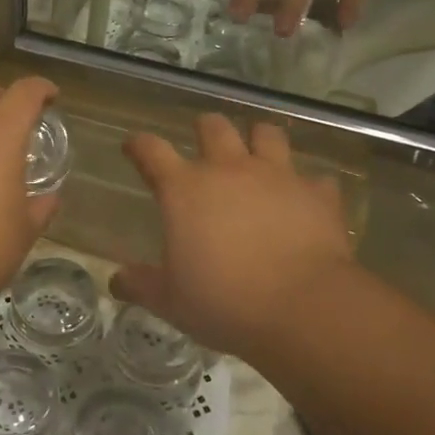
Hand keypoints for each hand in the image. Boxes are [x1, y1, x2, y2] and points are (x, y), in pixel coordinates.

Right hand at [113, 114, 354, 359]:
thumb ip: (141, 285)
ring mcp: (277, 176)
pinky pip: (314, 178)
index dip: (139, 145)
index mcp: (185, 189)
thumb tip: (116, 280)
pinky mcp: (317, 194)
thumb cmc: (223, 301)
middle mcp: (229, 170)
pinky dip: (307, 185)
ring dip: (258, 139)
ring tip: (256, 153)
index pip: (151, 150)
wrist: (302, 308)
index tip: (133, 146)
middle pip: (213, 126)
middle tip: (202, 141)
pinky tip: (305, 199)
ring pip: (266, 134)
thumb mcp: (170, 301)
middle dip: (204, 128)